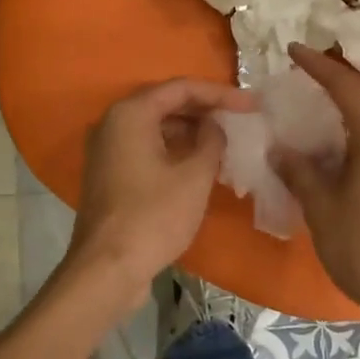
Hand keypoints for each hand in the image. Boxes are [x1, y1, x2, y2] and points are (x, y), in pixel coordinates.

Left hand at [68, 78, 250, 309]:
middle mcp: (113, 122)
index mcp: (131, 113)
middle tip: (241, 117)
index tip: (252, 104)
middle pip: (166, 103)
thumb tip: (215, 126)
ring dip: (191, 130)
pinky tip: (201, 162)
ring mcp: (108, 149)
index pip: (181, 88)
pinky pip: (147, 147)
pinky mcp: (110, 173)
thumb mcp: (194, 176)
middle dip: (206, 109)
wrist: (107, 270)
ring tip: (226, 139)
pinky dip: (174, 148)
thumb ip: (212, 140)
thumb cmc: (153, 217)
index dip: (220, 93)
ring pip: (157, 126)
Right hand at [272, 45, 359, 324]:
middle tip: (310, 78)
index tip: (293, 50)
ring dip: (359, 105)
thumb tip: (280, 148)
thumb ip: (300, 171)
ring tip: (329, 110)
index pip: (347, 86)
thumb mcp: (322, 209)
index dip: (319, 65)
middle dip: (342, 81)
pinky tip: (355, 149)